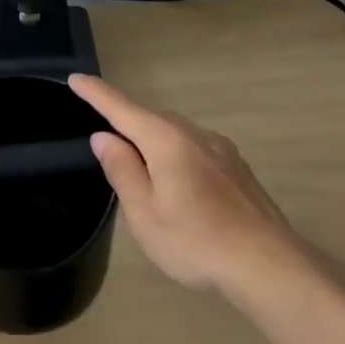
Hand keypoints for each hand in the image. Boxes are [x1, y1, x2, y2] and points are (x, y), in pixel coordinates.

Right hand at [70, 73, 304, 296]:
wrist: (268, 265)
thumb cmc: (196, 242)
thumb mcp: (145, 213)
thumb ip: (122, 170)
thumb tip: (105, 137)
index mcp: (168, 142)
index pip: (123, 109)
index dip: (97, 94)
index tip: (76, 78)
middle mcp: (196, 136)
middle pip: (152, 119)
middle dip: (127, 123)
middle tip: (106, 146)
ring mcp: (222, 151)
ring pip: (176, 135)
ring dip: (153, 142)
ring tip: (141, 173)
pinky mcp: (237, 169)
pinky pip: (196, 149)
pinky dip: (175, 155)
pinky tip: (178, 185)